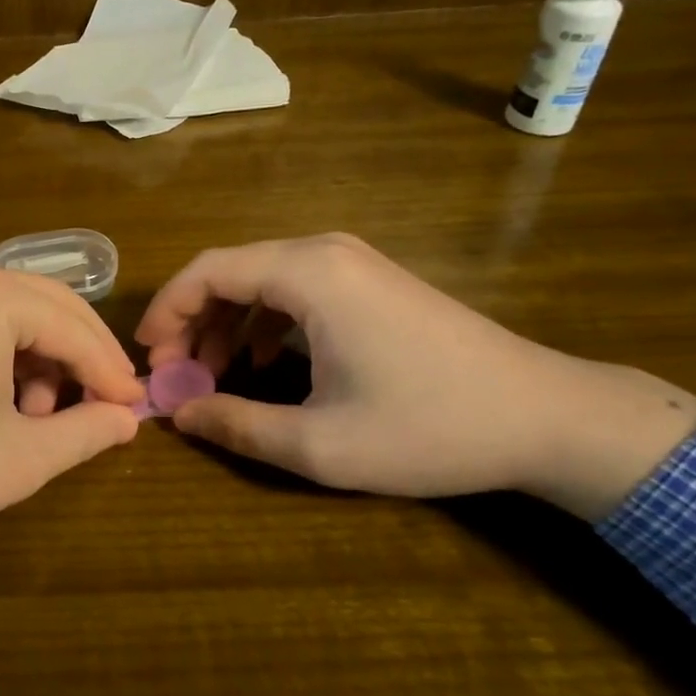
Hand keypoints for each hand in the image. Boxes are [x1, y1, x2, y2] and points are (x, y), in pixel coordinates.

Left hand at [0, 260, 143, 615]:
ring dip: (42, 361)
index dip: (110, 372)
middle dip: (82, 359)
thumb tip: (127, 420)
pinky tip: (4, 405)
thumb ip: (85, 432)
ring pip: (14, 316)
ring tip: (42, 419)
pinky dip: (5, 358)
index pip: (75, 328)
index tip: (137, 411)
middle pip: (49, 308)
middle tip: (109, 407)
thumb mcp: (20, 457)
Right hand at [136, 233, 695, 520]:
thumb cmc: (430, 427)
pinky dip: (263, 323)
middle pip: (230, 272)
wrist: (547, 416)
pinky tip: (263, 366)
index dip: (166, 312)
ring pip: (260, 280)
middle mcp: (324, 252)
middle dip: (192, 323)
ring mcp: (352, 263)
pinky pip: (293, 290)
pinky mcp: (369, 282)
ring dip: (225, 325)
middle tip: (176, 377)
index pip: (206, 271)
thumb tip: (179, 416)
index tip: (149, 359)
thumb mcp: (321, 443)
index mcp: (307, 273)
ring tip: (212, 378)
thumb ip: (237, 426)